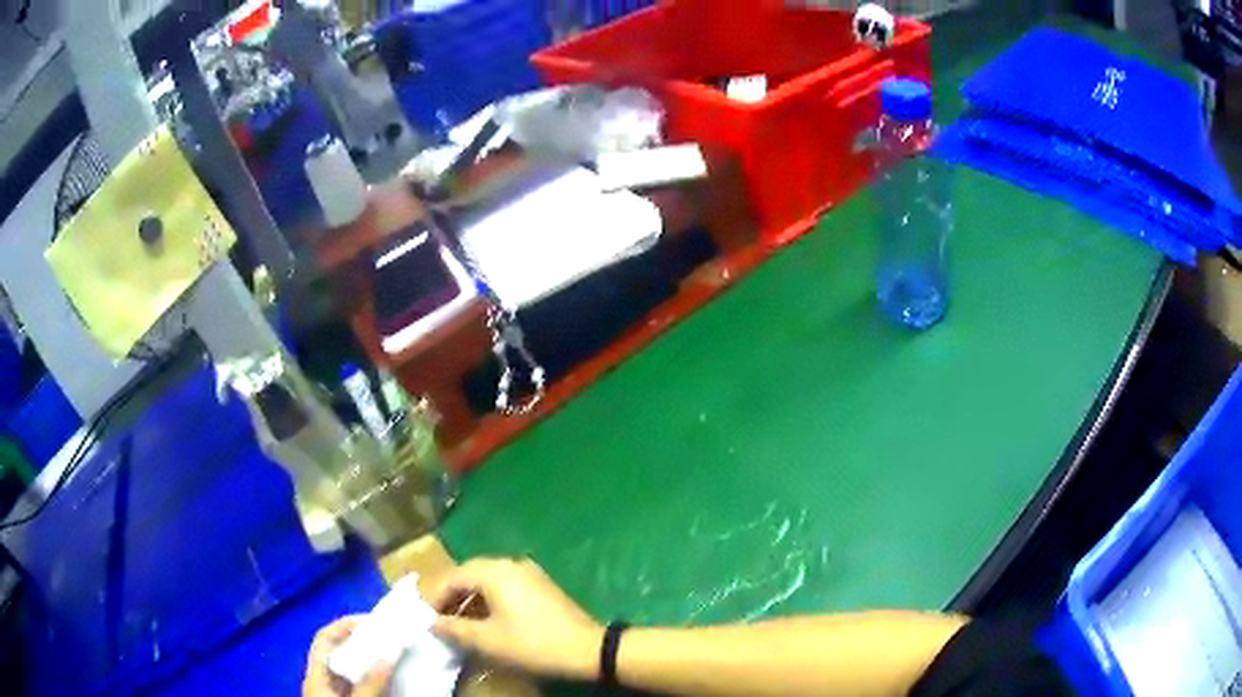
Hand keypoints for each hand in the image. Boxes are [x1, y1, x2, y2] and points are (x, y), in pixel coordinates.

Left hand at [303, 616, 394, 696]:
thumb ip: (370, 684)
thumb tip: (387, 654)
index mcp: (316, 676)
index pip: (324, 639)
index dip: (344, 626)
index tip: (373, 622)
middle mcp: (322, 681)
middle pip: (338, 653)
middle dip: (363, 643)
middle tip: (390, 638)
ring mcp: (334, 695)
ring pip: (351, 671)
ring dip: (372, 662)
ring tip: (396, 657)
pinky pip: (360, 686)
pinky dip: (375, 680)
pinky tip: (393, 682)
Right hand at [427, 558, 603, 680]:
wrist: (587, 649)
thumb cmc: (533, 643)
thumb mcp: (488, 640)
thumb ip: (455, 629)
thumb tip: (432, 623)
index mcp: (495, 571)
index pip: (453, 576)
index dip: (435, 597)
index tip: (425, 618)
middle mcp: (510, 563)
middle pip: (469, 574)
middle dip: (451, 597)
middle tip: (439, 620)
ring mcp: (529, 572)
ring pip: (488, 581)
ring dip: (470, 600)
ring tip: (459, 624)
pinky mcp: (541, 586)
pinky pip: (505, 586)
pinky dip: (489, 600)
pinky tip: (486, 621)